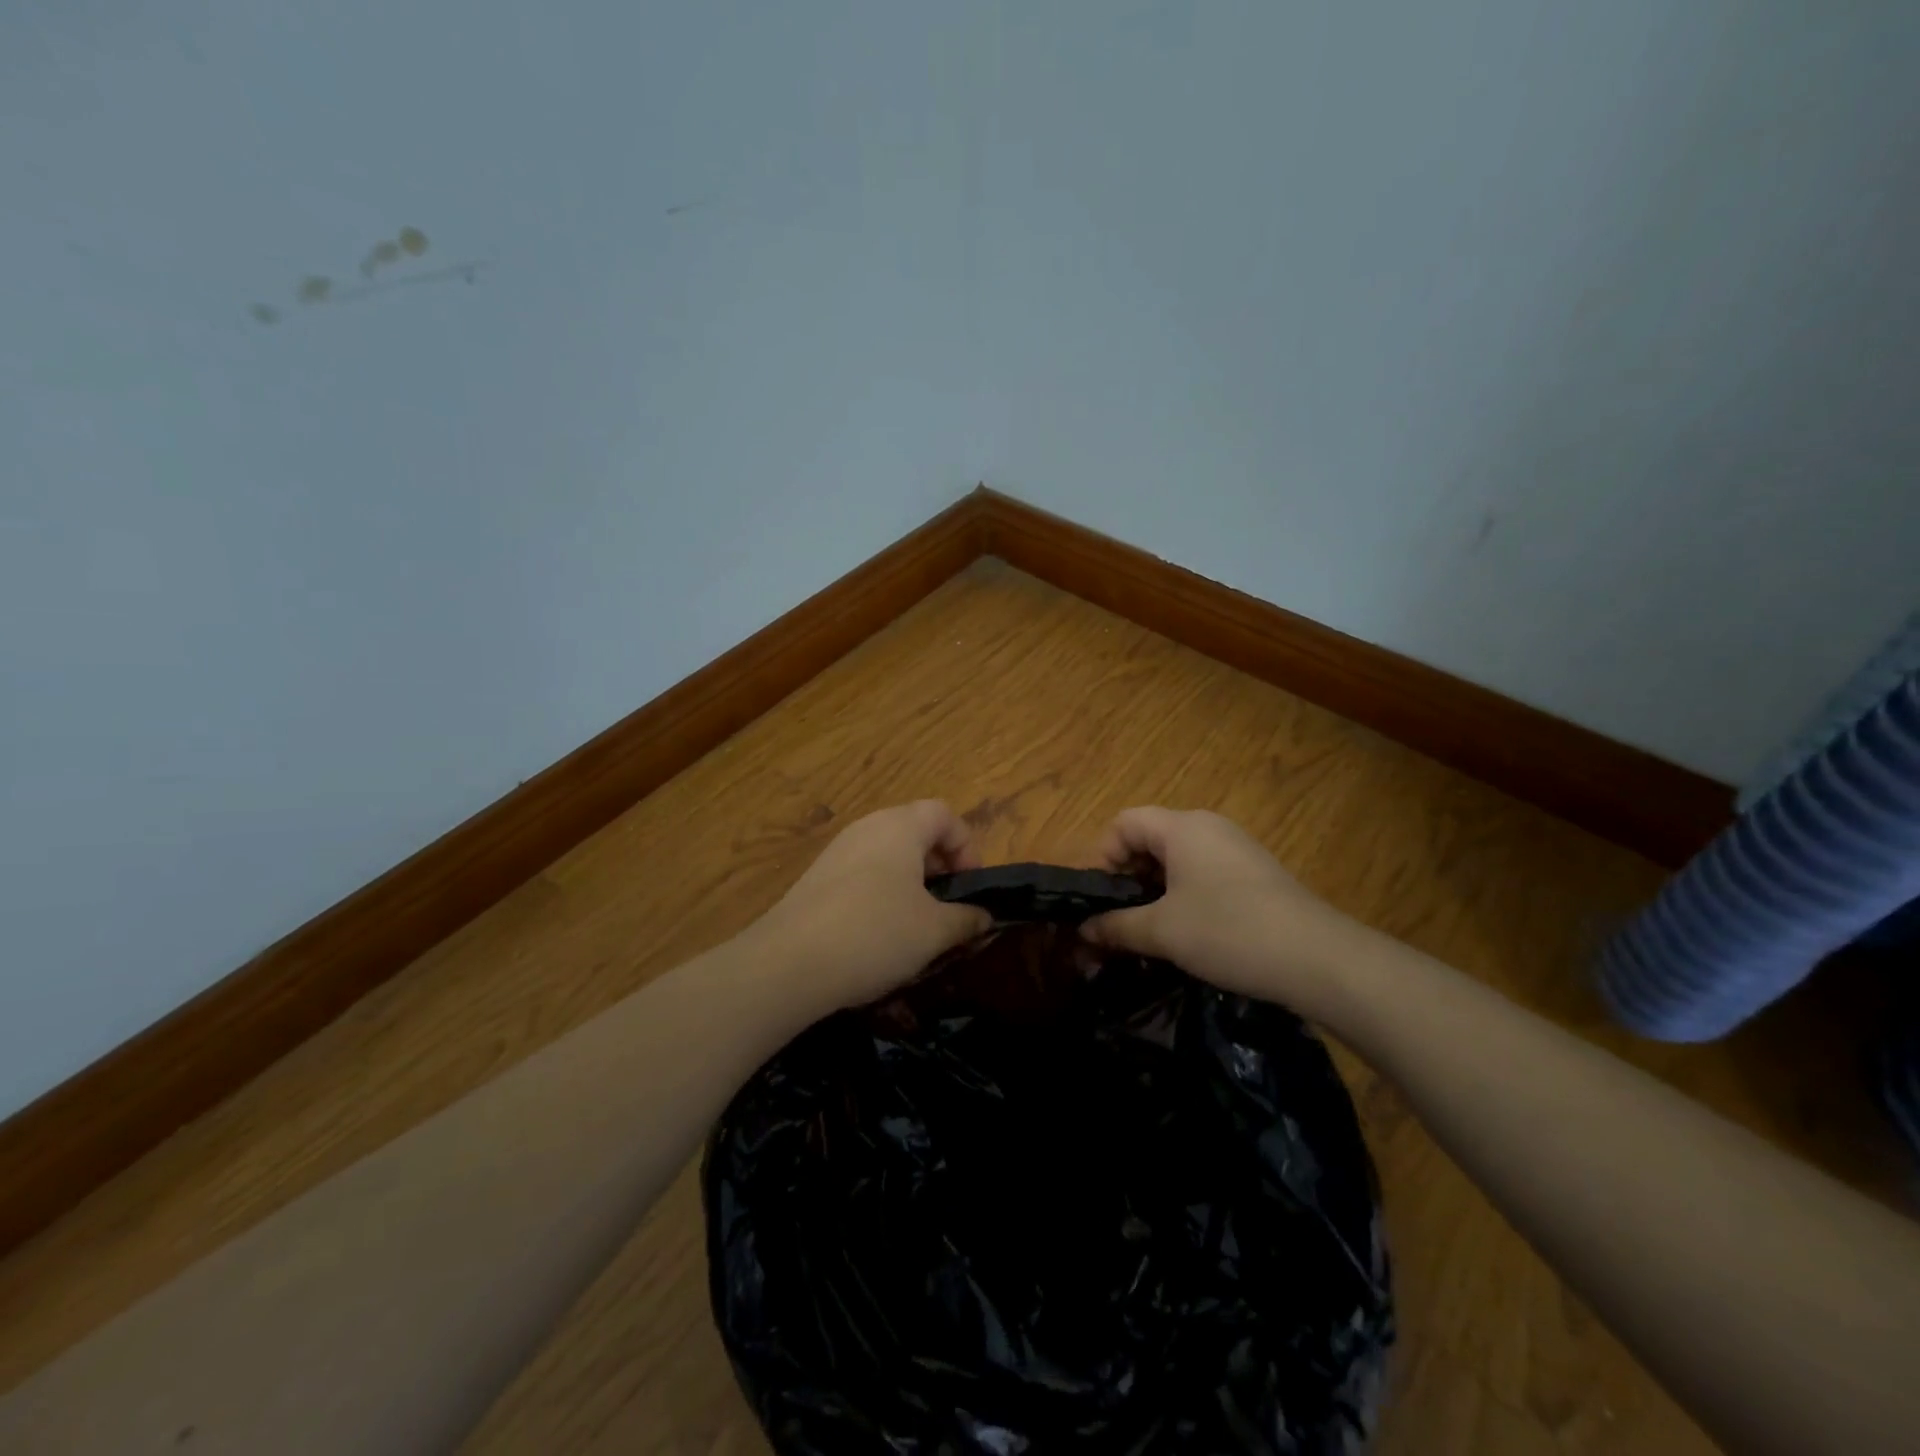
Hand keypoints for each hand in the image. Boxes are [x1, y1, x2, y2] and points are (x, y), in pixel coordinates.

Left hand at [751, 801, 992, 1013]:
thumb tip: (984, 917)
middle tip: (947, 907)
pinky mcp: (815, 879)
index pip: (944, 814)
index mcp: (900, 826)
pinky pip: (861, 875)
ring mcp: (836, 852)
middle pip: (914, 831)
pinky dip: (879, 895)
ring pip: (887, 856)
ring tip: (916, 926)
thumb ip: (966, 919)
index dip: (967, 846)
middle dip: (939, 866)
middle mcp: (867, 828)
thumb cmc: (875, 934)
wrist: (788, 964)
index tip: (970, 887)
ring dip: (909, 884)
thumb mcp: (934, 931)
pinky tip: (877, 937)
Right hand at [1080, 807, 1364, 1014]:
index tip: (1101, 900)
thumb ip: (1116, 926)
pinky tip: (1189, 932)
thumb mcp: (1163, 931)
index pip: (1124, 823)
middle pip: (1149, 839)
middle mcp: (1208, 827)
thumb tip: (1083, 930)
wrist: (1319, 959)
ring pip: (1177, 859)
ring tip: (1150, 931)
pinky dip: (1184, 895)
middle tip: (1120, 920)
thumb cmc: (1229, 931)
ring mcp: (1235, 848)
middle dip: (1126, 878)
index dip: (1102, 857)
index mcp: (1182, 827)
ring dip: (1154, 891)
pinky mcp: (1255, 873)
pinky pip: (1203, 873)